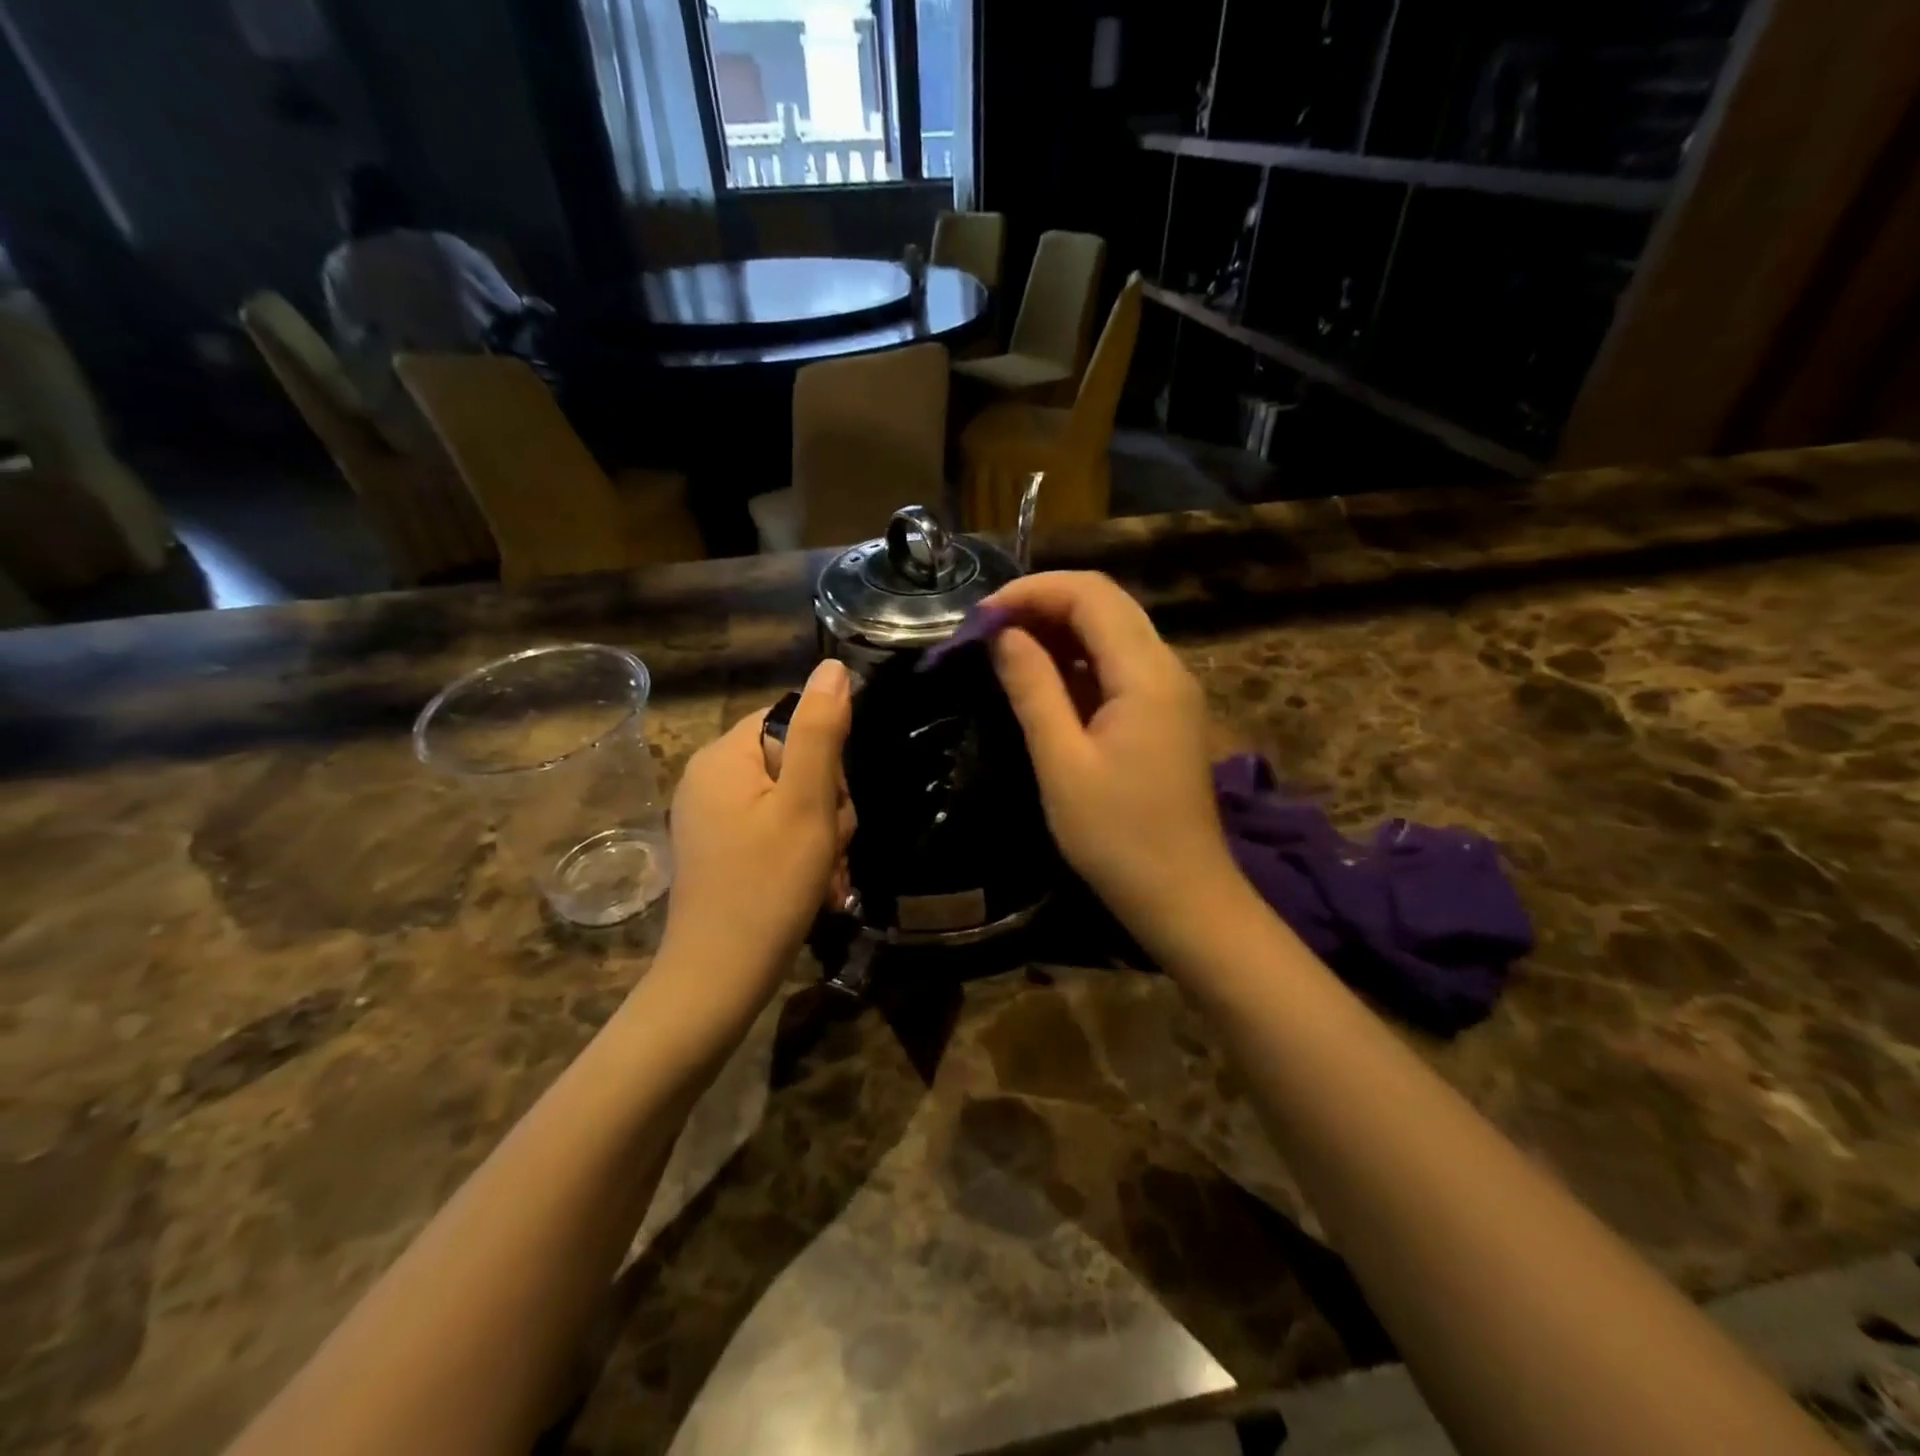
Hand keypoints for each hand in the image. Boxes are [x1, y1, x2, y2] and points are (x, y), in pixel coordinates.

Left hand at [658, 659, 853, 1008]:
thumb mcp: (806, 804)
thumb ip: (821, 731)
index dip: (828, 757)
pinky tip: (811, 883)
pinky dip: (799, 848)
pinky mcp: (718, 846)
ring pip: (790, 798)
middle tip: (830, 844)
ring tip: (823, 871)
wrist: (719, 978)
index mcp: (722, 755)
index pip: (792, 720)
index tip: (834, 802)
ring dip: (820, 830)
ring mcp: (709, 814)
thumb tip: (834, 667)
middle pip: (793, 760)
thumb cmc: (768, 885)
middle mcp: (708, 776)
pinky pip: (772, 826)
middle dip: (826, 801)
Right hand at [986, 572, 1237, 943]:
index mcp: (1146, 673)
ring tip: (1005, 649)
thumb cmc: (1117, 837)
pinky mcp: (1164, 713)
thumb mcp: (1062, 763)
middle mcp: (1167, 667)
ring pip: (1113, 632)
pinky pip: (1119, 665)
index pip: (1090, 595)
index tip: (981, 617)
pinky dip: (1077, 660)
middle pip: (1105, 604)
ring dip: (1059, 630)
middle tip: (987, 630)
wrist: (1183, 895)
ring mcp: (1170, 690)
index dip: (1032, 591)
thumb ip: (1033, 689)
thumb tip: (1003, 634)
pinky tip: (1042, 679)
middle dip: (1043, 604)